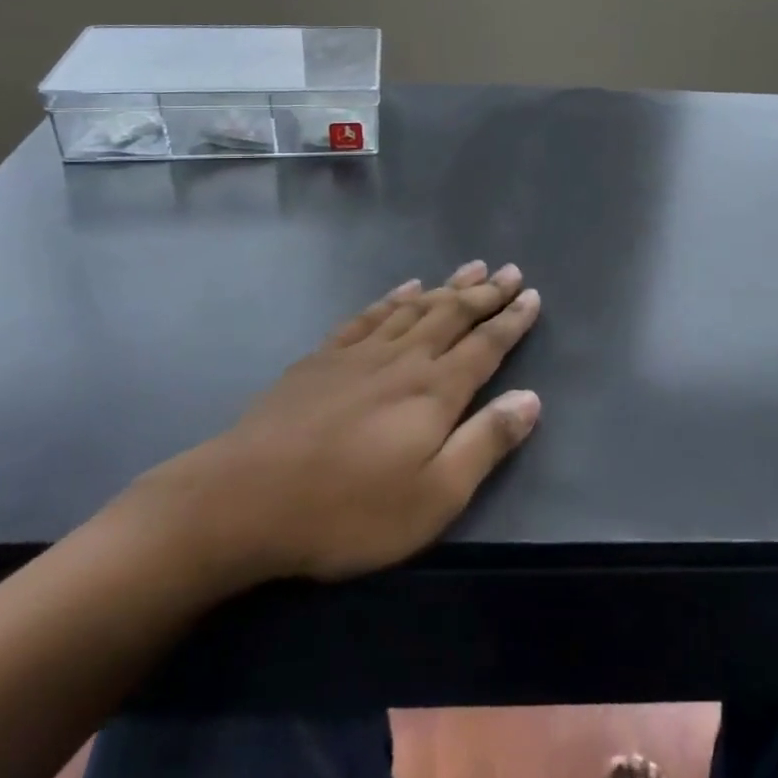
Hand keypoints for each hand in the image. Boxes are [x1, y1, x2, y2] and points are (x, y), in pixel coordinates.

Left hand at [134, 261, 542, 585]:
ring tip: (471, 268)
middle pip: (452, 315)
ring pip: (414, 308)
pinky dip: (392, 298)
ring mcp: (359, 354)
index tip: (532, 295)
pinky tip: (403, 288)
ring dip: (446, 286)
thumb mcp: (433, 496)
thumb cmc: (349, 509)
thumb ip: (485, 443)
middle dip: (485, 293)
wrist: (246, 498)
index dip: (512, 320)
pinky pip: (369, 315)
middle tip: (509, 271)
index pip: (485, 345)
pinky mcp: (322, 358)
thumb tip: (531, 398)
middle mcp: (402, 359)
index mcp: (434, 391)